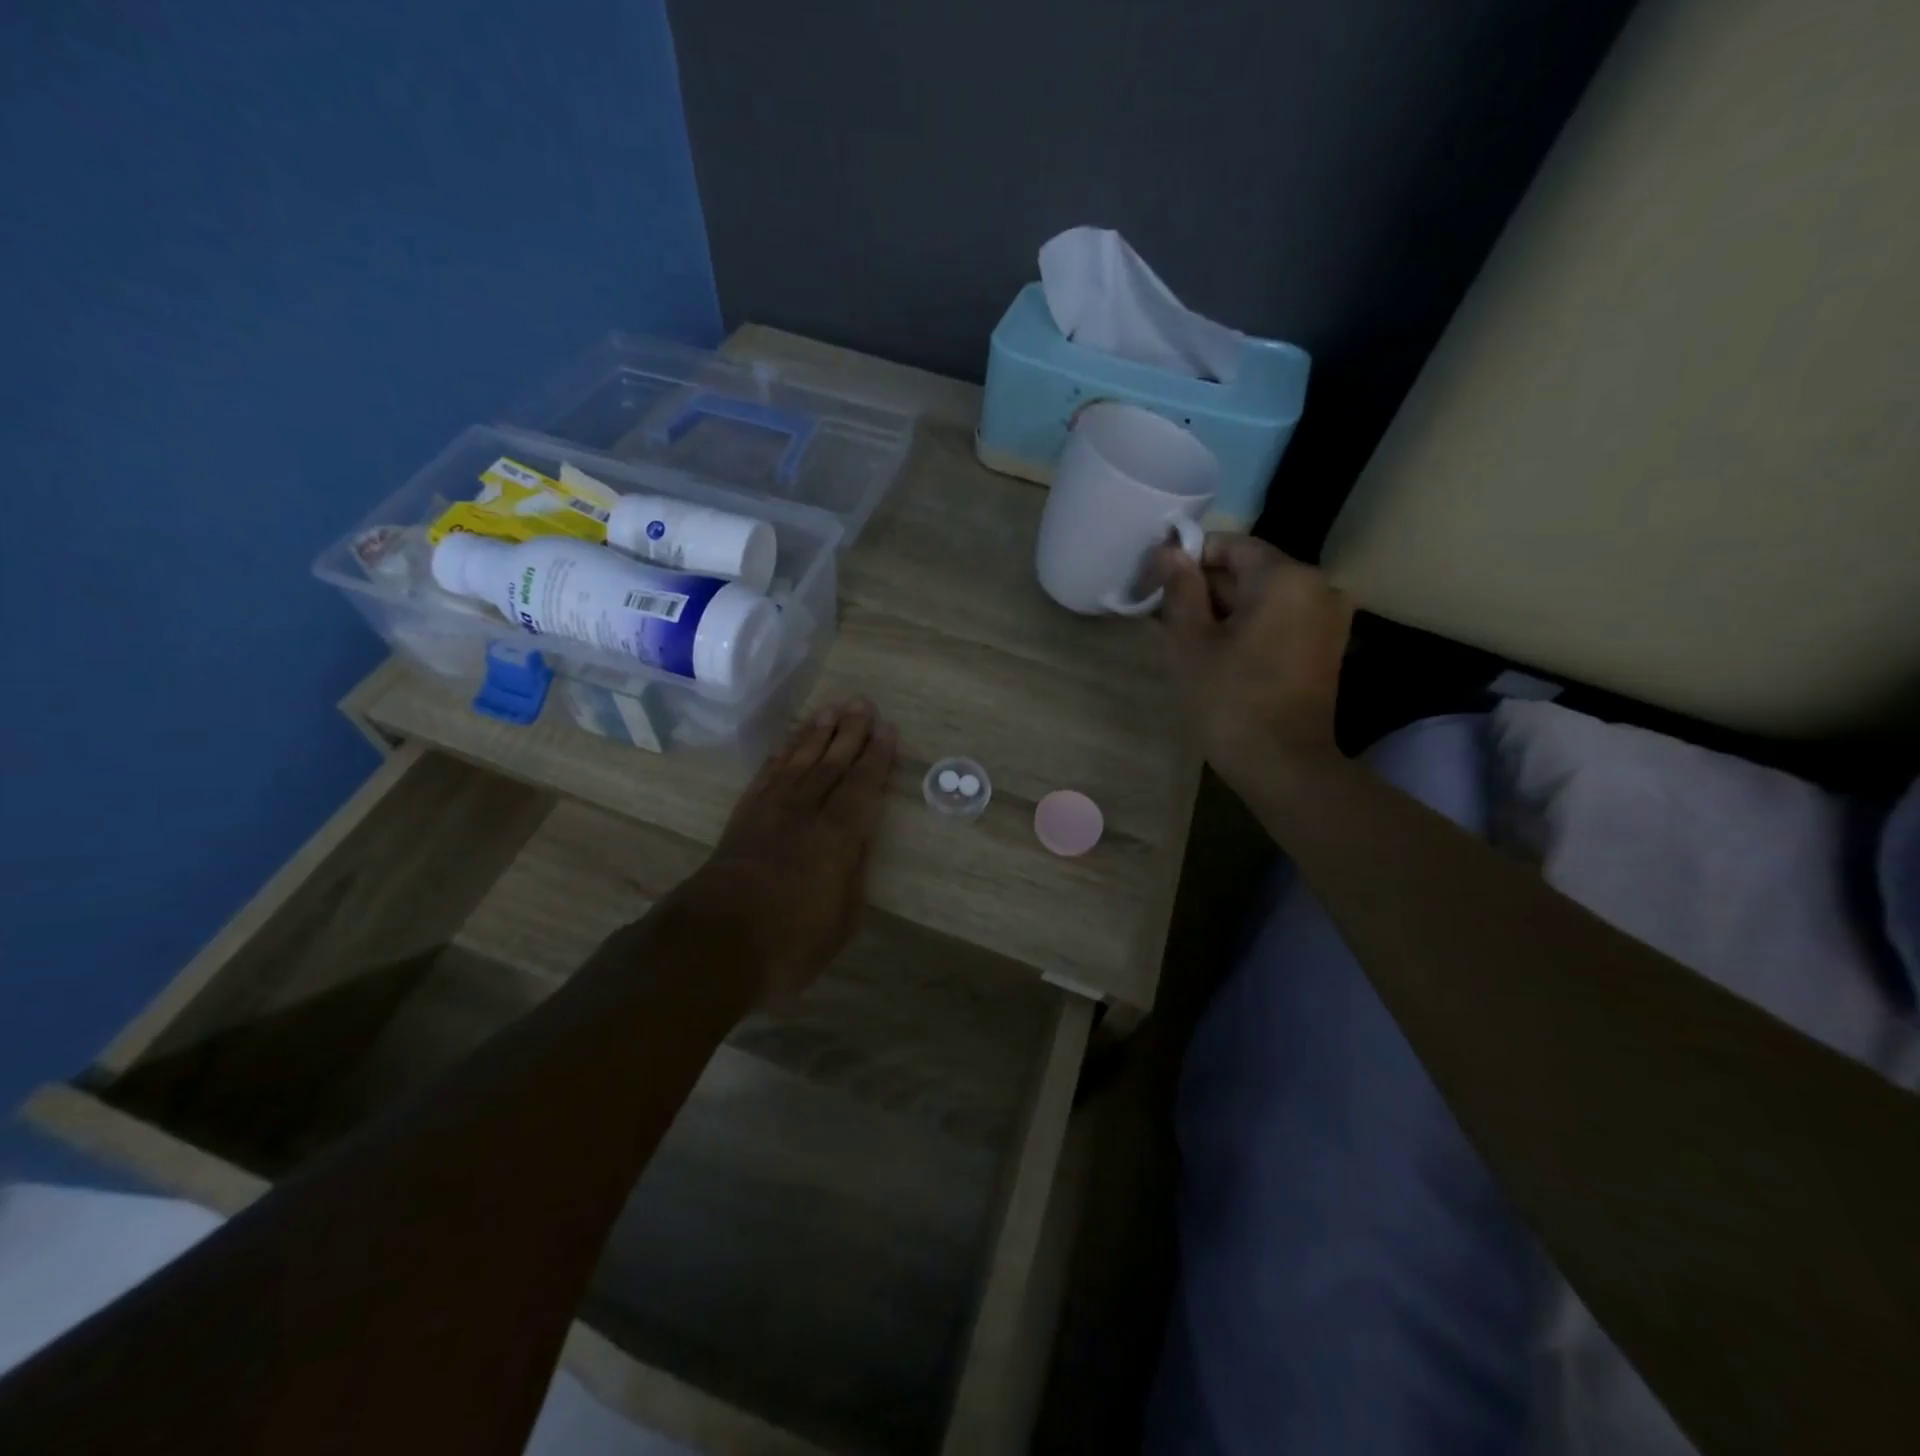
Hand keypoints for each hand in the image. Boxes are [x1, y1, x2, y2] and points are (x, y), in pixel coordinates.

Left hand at [670, 700, 896, 1005]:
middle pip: (831, 763)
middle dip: (849, 732)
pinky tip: (789, 743)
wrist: (714, 944)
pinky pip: (765, 776)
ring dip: (817, 734)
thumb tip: (858, 842)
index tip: (887, 730)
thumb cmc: (789, 941)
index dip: (877, 758)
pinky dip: (780, 755)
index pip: (862, 786)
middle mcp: (805, 812)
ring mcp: (770, 811)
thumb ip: (853, 874)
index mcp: (837, 836)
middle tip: (862, 704)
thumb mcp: (842, 919)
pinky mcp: (743, 818)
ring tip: (831, 710)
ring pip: (799, 761)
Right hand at [1154, 534, 1353, 791]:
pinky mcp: (1325, 645)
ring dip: (1222, 609)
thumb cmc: (1229, 700)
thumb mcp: (1191, 642)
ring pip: (1262, 596)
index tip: (1155, 584)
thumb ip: (1179, 589)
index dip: (1187, 559)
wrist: (1283, 765)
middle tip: (1163, 616)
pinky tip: (1217, 652)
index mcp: (1285, 577)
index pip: (1228, 545)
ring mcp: (1326, 617)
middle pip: (1248, 569)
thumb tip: (1168, 550)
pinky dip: (1247, 626)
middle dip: (1204, 587)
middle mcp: (1316, 586)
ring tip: (1185, 637)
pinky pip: (1279, 619)